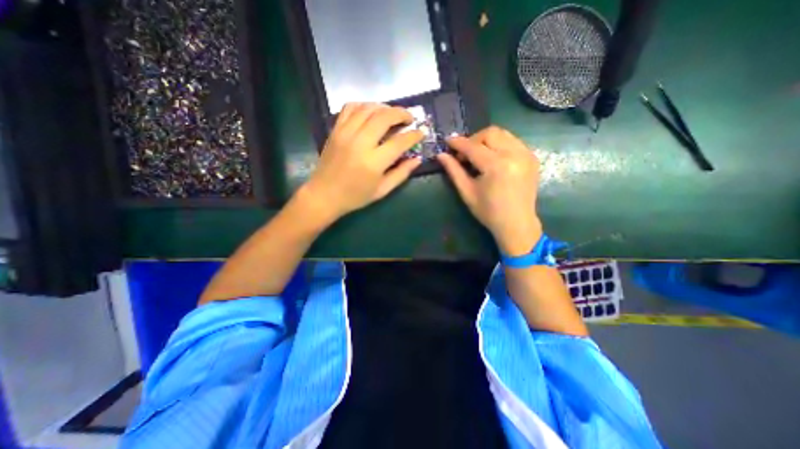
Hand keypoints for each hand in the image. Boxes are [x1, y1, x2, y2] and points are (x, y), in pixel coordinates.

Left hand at [302, 102, 424, 220]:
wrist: (324, 195)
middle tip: (409, 119)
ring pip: (368, 108)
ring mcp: (345, 133)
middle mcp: (360, 143)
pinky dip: (364, 105)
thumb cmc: (355, 196)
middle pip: (384, 117)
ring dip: (385, 107)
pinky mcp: (336, 129)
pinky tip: (371, 112)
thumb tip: (417, 159)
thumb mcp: (382, 190)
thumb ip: (401, 173)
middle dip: (401, 113)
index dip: (414, 135)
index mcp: (373, 162)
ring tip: (393, 115)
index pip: (399, 142)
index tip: (421, 133)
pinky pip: (351, 107)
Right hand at [437, 127, 543, 255]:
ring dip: (486, 140)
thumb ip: (454, 171)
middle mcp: (514, 154)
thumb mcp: (467, 192)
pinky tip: (493, 158)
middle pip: (490, 133)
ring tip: (478, 155)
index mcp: (496, 166)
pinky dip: (499, 144)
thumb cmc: (488, 212)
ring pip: (502, 134)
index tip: (447, 141)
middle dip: (473, 139)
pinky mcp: (531, 157)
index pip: (473, 147)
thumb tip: (441, 155)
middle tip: (464, 154)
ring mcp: (526, 154)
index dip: (458, 143)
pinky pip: (513, 141)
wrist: (517, 223)